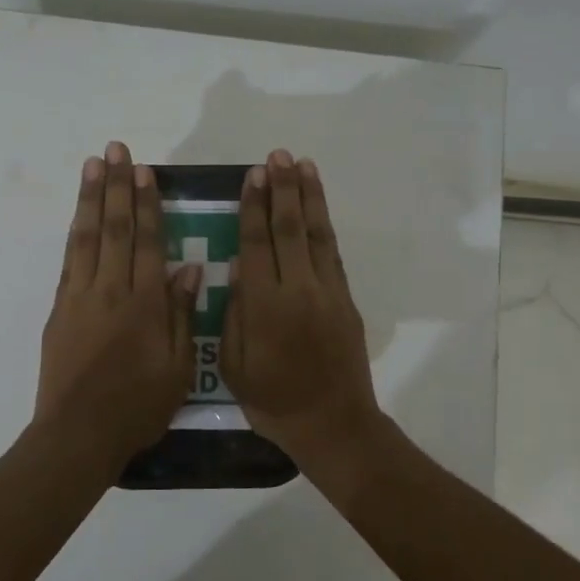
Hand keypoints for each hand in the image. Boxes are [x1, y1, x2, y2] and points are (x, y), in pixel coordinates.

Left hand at [34, 141, 202, 475]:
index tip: (146, 171)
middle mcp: (110, 290)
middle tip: (117, 149)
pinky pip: (70, 260)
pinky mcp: (60, 309)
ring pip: (87, 237)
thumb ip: (182, 315)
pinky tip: (79, 215)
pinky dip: (75, 232)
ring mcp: (80, 297)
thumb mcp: (177, 368)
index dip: (147, 203)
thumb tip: (189, 269)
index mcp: (144, 304)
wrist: (78, 434)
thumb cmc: (137, 406)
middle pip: (114, 228)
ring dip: (91, 198)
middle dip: (117, 186)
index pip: (147, 241)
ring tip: (94, 165)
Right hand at [221, 149, 381, 463]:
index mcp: (265, 306)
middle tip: (276, 156)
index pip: (256, 243)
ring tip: (302, 165)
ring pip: (316, 234)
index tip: (252, 175)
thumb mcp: (234, 366)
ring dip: (308, 197)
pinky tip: (317, 207)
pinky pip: (333, 253)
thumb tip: (236, 268)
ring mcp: (327, 292)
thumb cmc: (273, 401)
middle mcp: (298, 289)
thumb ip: (233, 314)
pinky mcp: (346, 299)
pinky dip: (325, 225)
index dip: (253, 206)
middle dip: (282, 189)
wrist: (333, 424)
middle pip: (289, 228)